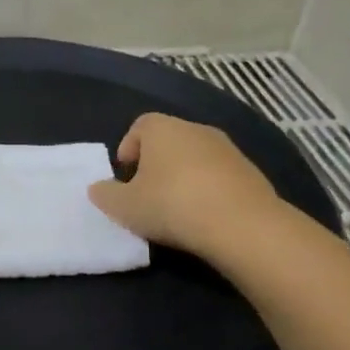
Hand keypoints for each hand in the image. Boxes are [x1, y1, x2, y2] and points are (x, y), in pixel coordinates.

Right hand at [89, 112, 283, 259]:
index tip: (125, 175)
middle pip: (169, 140)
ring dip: (183, 176)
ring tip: (176, 208)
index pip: (140, 125)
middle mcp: (196, 129)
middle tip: (146, 194)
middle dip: (155, 163)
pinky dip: (208, 189)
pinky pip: (219, 175)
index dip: (128, 147)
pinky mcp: (250, 171)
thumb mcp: (124, 207)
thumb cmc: (171, 205)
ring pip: (195, 157)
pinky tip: (204, 215)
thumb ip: (105, 194)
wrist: (241, 224)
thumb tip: (98, 188)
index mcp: (162, 129)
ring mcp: (228, 149)